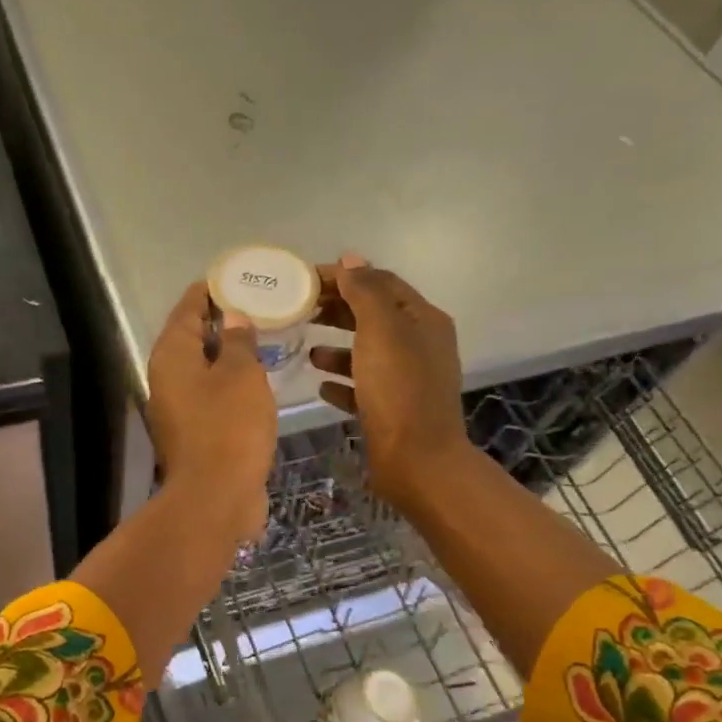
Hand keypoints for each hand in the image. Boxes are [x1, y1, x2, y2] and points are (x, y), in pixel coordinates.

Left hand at [146, 281, 277, 539]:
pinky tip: (255, 379)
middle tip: (256, 304)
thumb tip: (232, 317)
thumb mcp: (242, 375)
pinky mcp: (193, 432)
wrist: (216, 497)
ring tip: (261, 337)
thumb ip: (239, 341)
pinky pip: (210, 394)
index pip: (187, 308)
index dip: (210, 290)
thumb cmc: (229, 427)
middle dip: (220, 320)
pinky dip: (229, 382)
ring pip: (202, 368)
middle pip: (191, 337)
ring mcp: (177, 408)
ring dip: (226, 353)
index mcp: (171, 356)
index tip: (235, 276)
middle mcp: (166, 378)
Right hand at [310, 253, 469, 511]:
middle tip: (299, 310)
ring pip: (366, 353)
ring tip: (306, 350)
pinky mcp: (392, 411)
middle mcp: (419, 346)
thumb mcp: (381, 330)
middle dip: (338, 310)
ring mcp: (407, 381)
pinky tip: (321, 386)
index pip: (381, 283)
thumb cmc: (398, 390)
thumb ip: (366, 291)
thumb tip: (351, 259)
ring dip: (336, 348)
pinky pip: (363, 388)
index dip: (345, 276)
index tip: (304, 280)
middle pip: (373, 316)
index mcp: (422, 320)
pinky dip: (342, 383)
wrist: (417, 461)